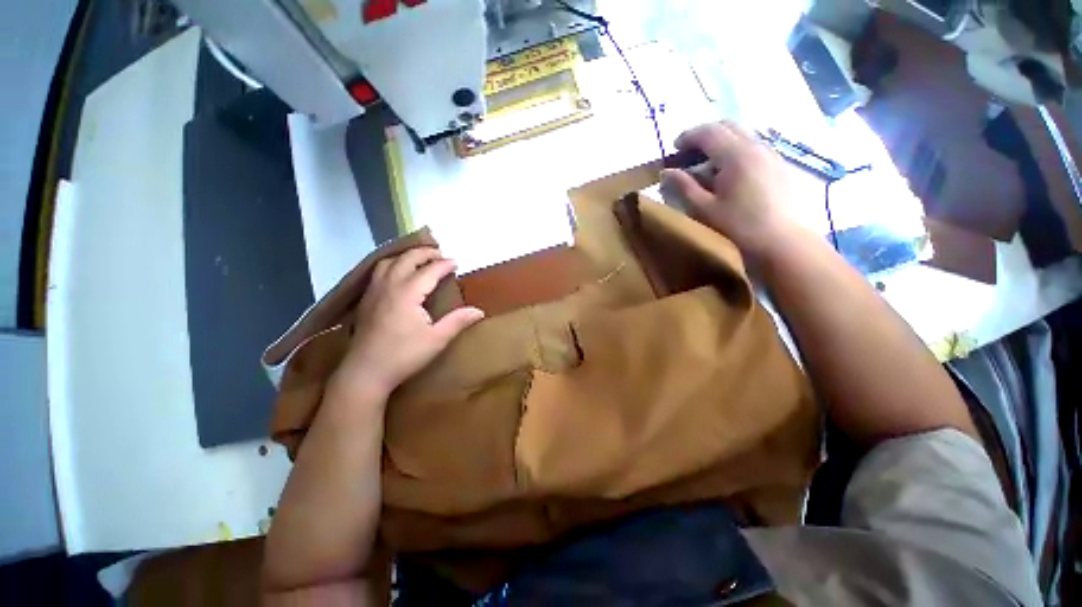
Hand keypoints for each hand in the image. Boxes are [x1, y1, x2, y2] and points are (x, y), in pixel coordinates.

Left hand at [339, 248, 484, 396]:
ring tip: (420, 259)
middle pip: (407, 259)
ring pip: (388, 261)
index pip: (429, 270)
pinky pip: (379, 272)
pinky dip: (392, 264)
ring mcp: (374, 292)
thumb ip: (457, 321)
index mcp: (407, 293)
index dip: (444, 264)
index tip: (457, 262)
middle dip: (425, 253)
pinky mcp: (366, 300)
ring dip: (406, 256)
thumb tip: (479, 311)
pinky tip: (398, 274)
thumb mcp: (437, 340)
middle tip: (441, 254)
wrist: (365, 373)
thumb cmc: (404, 355)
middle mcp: (389, 286)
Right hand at [660, 121, 806, 262]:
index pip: (708, 132)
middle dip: (704, 135)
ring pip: (743, 135)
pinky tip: (730, 173)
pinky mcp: (780, 165)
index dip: (688, 136)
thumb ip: (683, 187)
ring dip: (721, 142)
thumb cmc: (738, 226)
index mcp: (735, 154)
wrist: (782, 241)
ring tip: (707, 164)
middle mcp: (756, 146)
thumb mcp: (704, 208)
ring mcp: (771, 154)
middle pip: (727, 126)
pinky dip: (736, 151)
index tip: (673, 148)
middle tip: (688, 153)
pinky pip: (754, 147)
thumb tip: (665, 172)